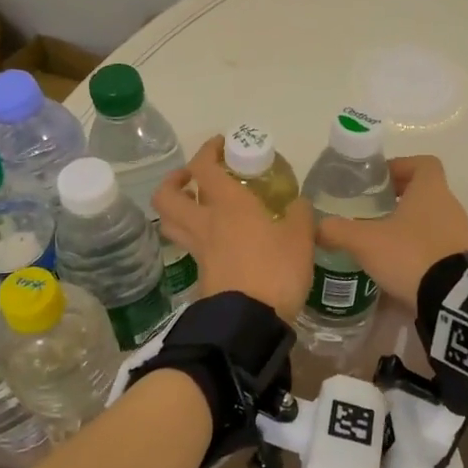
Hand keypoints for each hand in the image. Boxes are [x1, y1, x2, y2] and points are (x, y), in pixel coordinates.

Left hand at [153, 136, 314, 323]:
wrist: (250, 322)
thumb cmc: (275, 271)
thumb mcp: (301, 238)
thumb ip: (299, 215)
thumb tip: (297, 203)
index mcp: (228, 205)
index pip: (205, 167)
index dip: (208, 150)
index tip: (222, 144)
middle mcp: (206, 223)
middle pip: (167, 196)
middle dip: (175, 180)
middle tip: (193, 178)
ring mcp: (200, 250)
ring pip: (172, 222)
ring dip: (178, 208)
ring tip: (199, 205)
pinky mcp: (202, 274)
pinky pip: (189, 246)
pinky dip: (196, 236)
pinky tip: (219, 238)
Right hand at [315, 155, 467, 315]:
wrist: (450, 298)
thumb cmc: (409, 254)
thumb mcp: (365, 241)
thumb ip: (338, 230)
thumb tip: (317, 227)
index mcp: (431, 190)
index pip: (423, 163)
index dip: (401, 166)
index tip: (378, 181)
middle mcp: (449, 205)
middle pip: (424, 192)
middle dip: (398, 199)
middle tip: (370, 211)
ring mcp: (458, 233)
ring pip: (430, 219)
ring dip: (407, 225)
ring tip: (379, 240)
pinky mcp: (460, 260)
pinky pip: (436, 244)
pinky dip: (417, 248)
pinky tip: (395, 265)